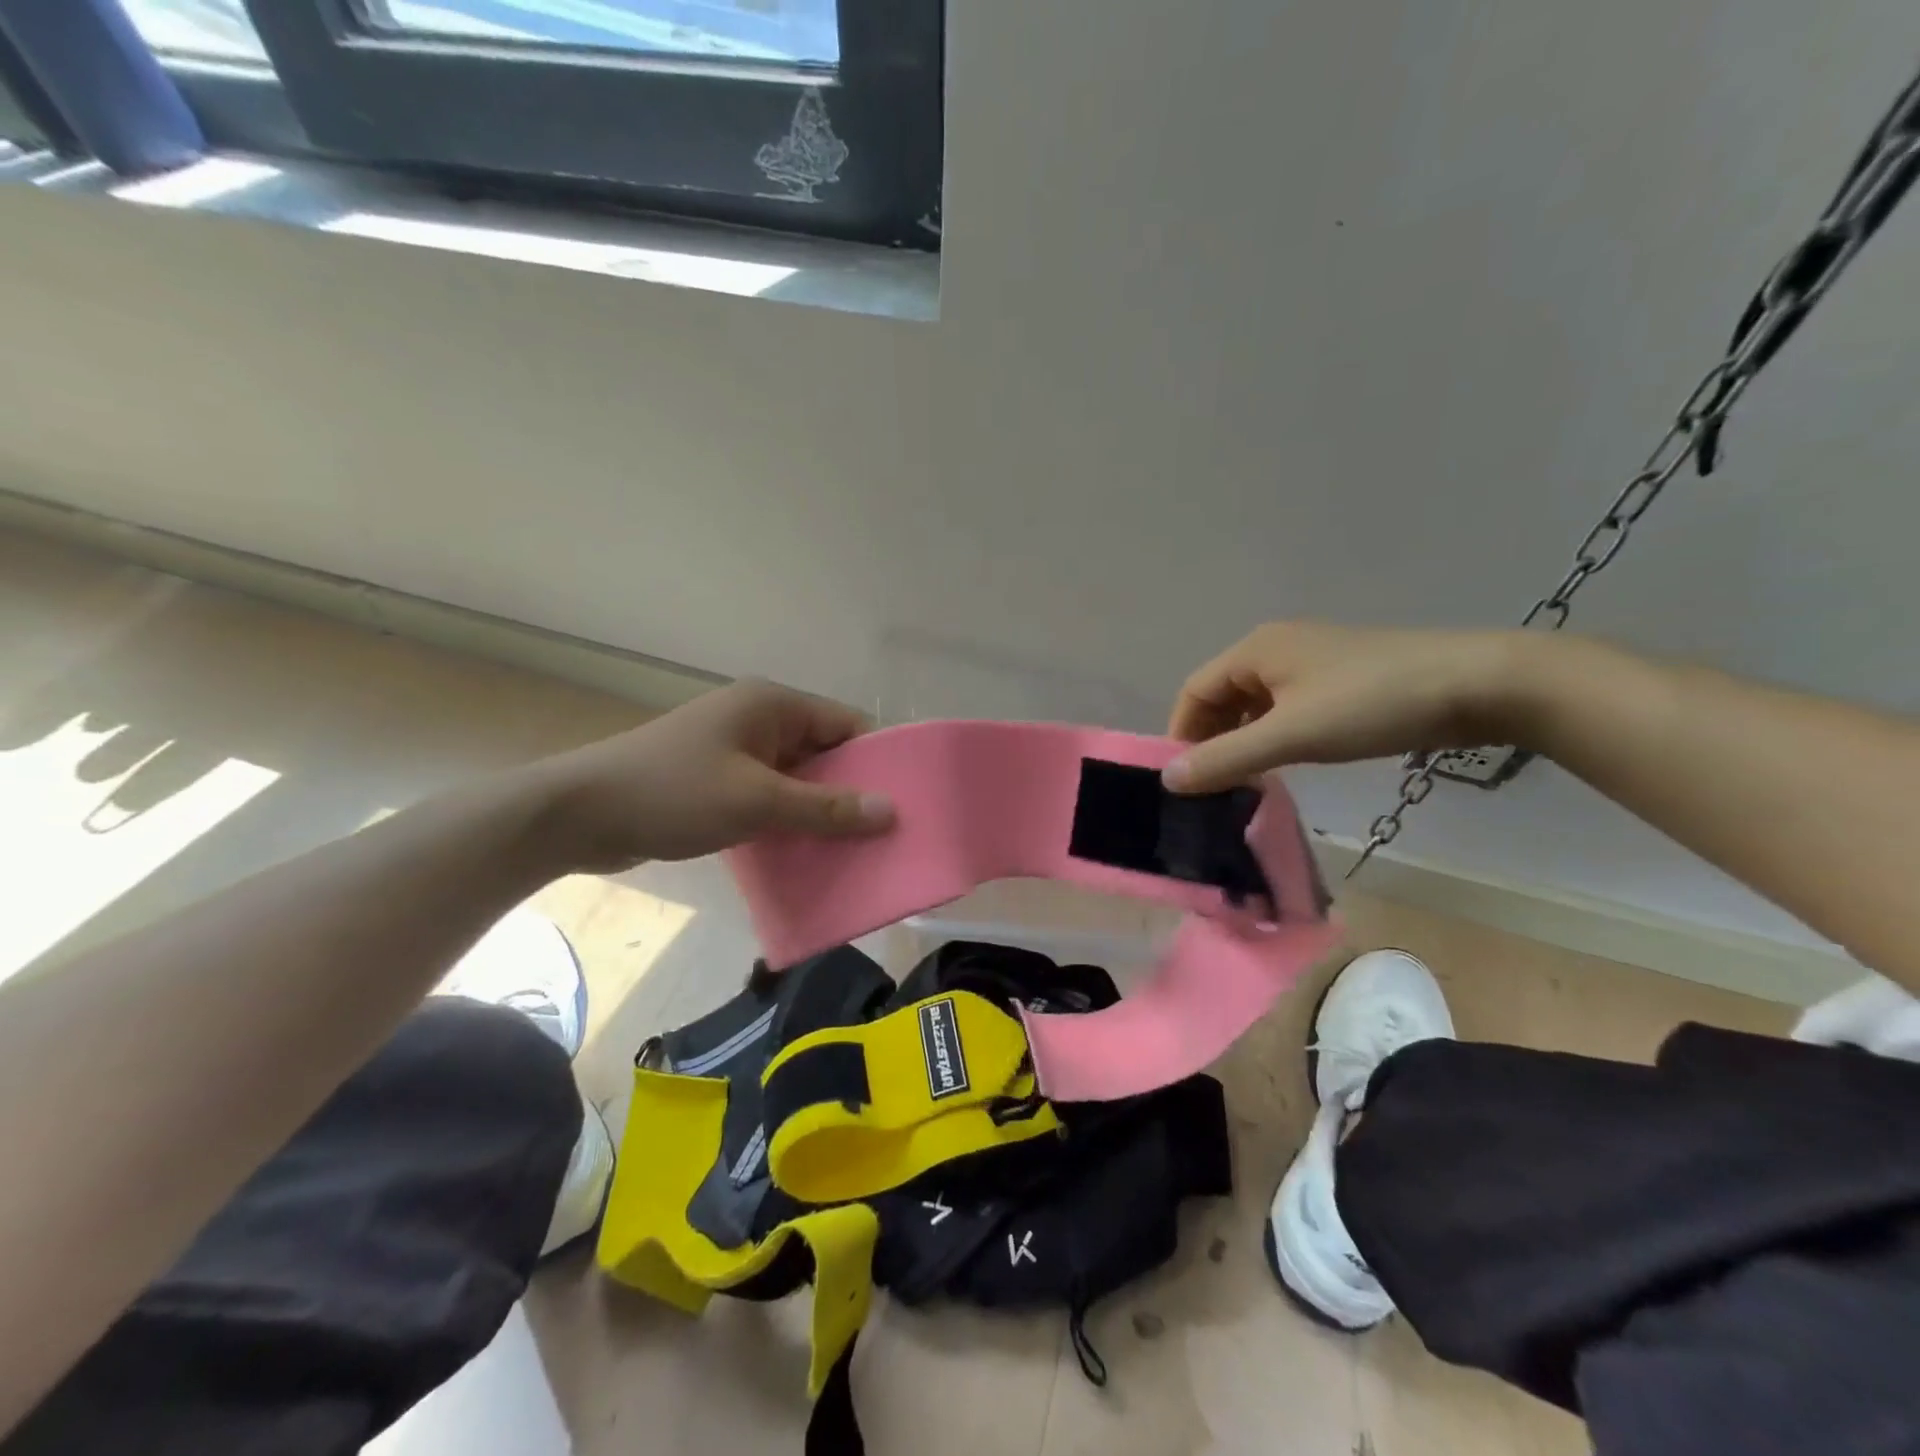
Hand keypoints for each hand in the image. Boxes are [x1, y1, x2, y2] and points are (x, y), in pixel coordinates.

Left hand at [533, 680, 894, 871]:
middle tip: (884, 836)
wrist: (578, 814)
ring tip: (853, 852)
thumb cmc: (674, 793)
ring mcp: (735, 750)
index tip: (904, 803)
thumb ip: (827, 807)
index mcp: (772, 705)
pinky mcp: (716, 780)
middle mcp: (758, 719)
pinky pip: (768, 796)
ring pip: (796, 779)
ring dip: (818, 811)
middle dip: (850, 792)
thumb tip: (891, 811)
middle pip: (823, 753)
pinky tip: (805, 855)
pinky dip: (787, 820)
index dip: (877, 760)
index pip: (846, 724)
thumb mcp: (758, 802)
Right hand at [1163, 622, 1530, 792]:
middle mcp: (1276, 648)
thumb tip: (1169, 780)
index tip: (1184, 782)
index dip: (1181, 736)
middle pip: (1221, 697)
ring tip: (1247, 781)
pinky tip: (1286, 762)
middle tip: (1215, 787)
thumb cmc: (1371, 704)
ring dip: (1243, 741)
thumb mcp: (1291, 735)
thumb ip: (1227, 758)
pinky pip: (1287, 708)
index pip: (1194, 692)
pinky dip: (1274, 735)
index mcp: (1255, 650)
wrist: (1478, 685)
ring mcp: (1311, 662)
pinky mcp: (1341, 679)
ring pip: (1255, 705)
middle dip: (1212, 740)